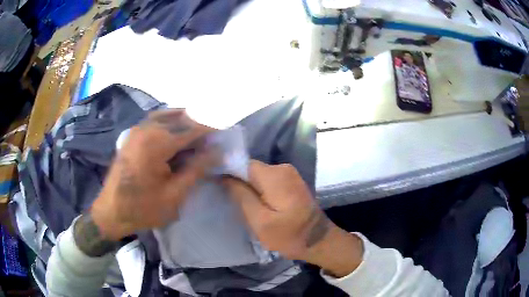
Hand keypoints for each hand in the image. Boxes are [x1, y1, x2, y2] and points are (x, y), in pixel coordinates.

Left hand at [90, 109, 216, 240]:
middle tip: (215, 135)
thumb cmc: (143, 208)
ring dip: (185, 121)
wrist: (111, 211)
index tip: (226, 129)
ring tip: (200, 133)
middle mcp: (146, 129)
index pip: (190, 128)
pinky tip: (178, 133)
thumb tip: (217, 151)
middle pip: (179, 118)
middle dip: (199, 124)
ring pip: (168, 116)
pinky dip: (171, 122)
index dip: (210, 128)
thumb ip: (196, 169)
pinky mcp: (133, 134)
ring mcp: (137, 129)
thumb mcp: (175, 194)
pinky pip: (156, 121)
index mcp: (156, 143)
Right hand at [224, 161, 363, 276]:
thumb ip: (241, 196)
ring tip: (242, 205)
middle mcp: (283, 168)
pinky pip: (268, 181)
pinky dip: (260, 190)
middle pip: (251, 170)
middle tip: (231, 202)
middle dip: (239, 183)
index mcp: (274, 175)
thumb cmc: (289, 235)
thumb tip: (225, 177)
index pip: (243, 165)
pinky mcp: (291, 182)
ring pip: (258, 176)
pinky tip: (256, 204)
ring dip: (249, 188)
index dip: (229, 174)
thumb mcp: (260, 221)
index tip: (218, 188)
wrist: (318, 240)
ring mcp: (289, 174)